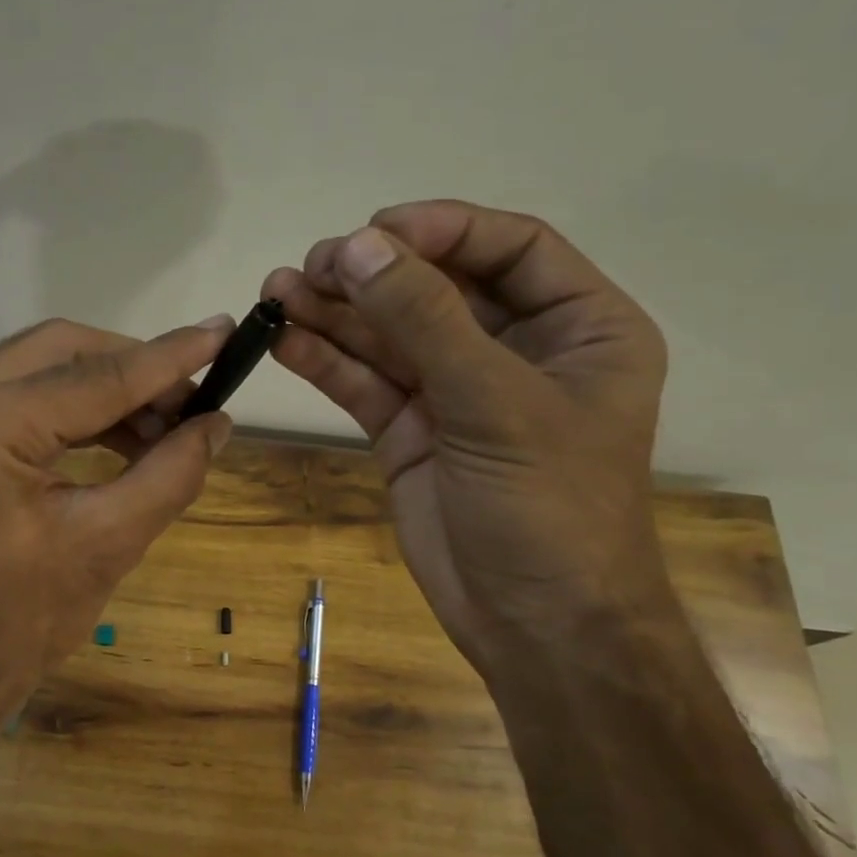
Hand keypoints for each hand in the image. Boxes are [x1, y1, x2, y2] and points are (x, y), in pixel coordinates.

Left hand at [0, 316, 234, 719]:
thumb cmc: (18, 624)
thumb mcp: (107, 545)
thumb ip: (170, 473)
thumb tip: (218, 424)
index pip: (97, 376)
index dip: (170, 357)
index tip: (225, 331)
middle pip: (63, 349)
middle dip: (135, 368)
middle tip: (192, 402)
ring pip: (43, 368)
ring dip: (109, 389)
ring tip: (167, 427)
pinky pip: (24, 398)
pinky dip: (77, 410)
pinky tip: (123, 439)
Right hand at [262, 201, 669, 662]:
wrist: (534, 626)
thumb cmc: (549, 508)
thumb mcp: (495, 403)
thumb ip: (425, 320)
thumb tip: (359, 246)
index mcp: (578, 327)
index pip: (510, 248)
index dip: (442, 230)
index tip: (374, 231)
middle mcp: (516, 351)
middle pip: (437, 288)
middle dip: (374, 274)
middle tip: (311, 266)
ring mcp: (456, 393)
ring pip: (390, 335)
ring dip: (336, 313)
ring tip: (277, 293)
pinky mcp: (409, 432)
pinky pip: (366, 383)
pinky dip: (327, 361)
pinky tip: (285, 340)